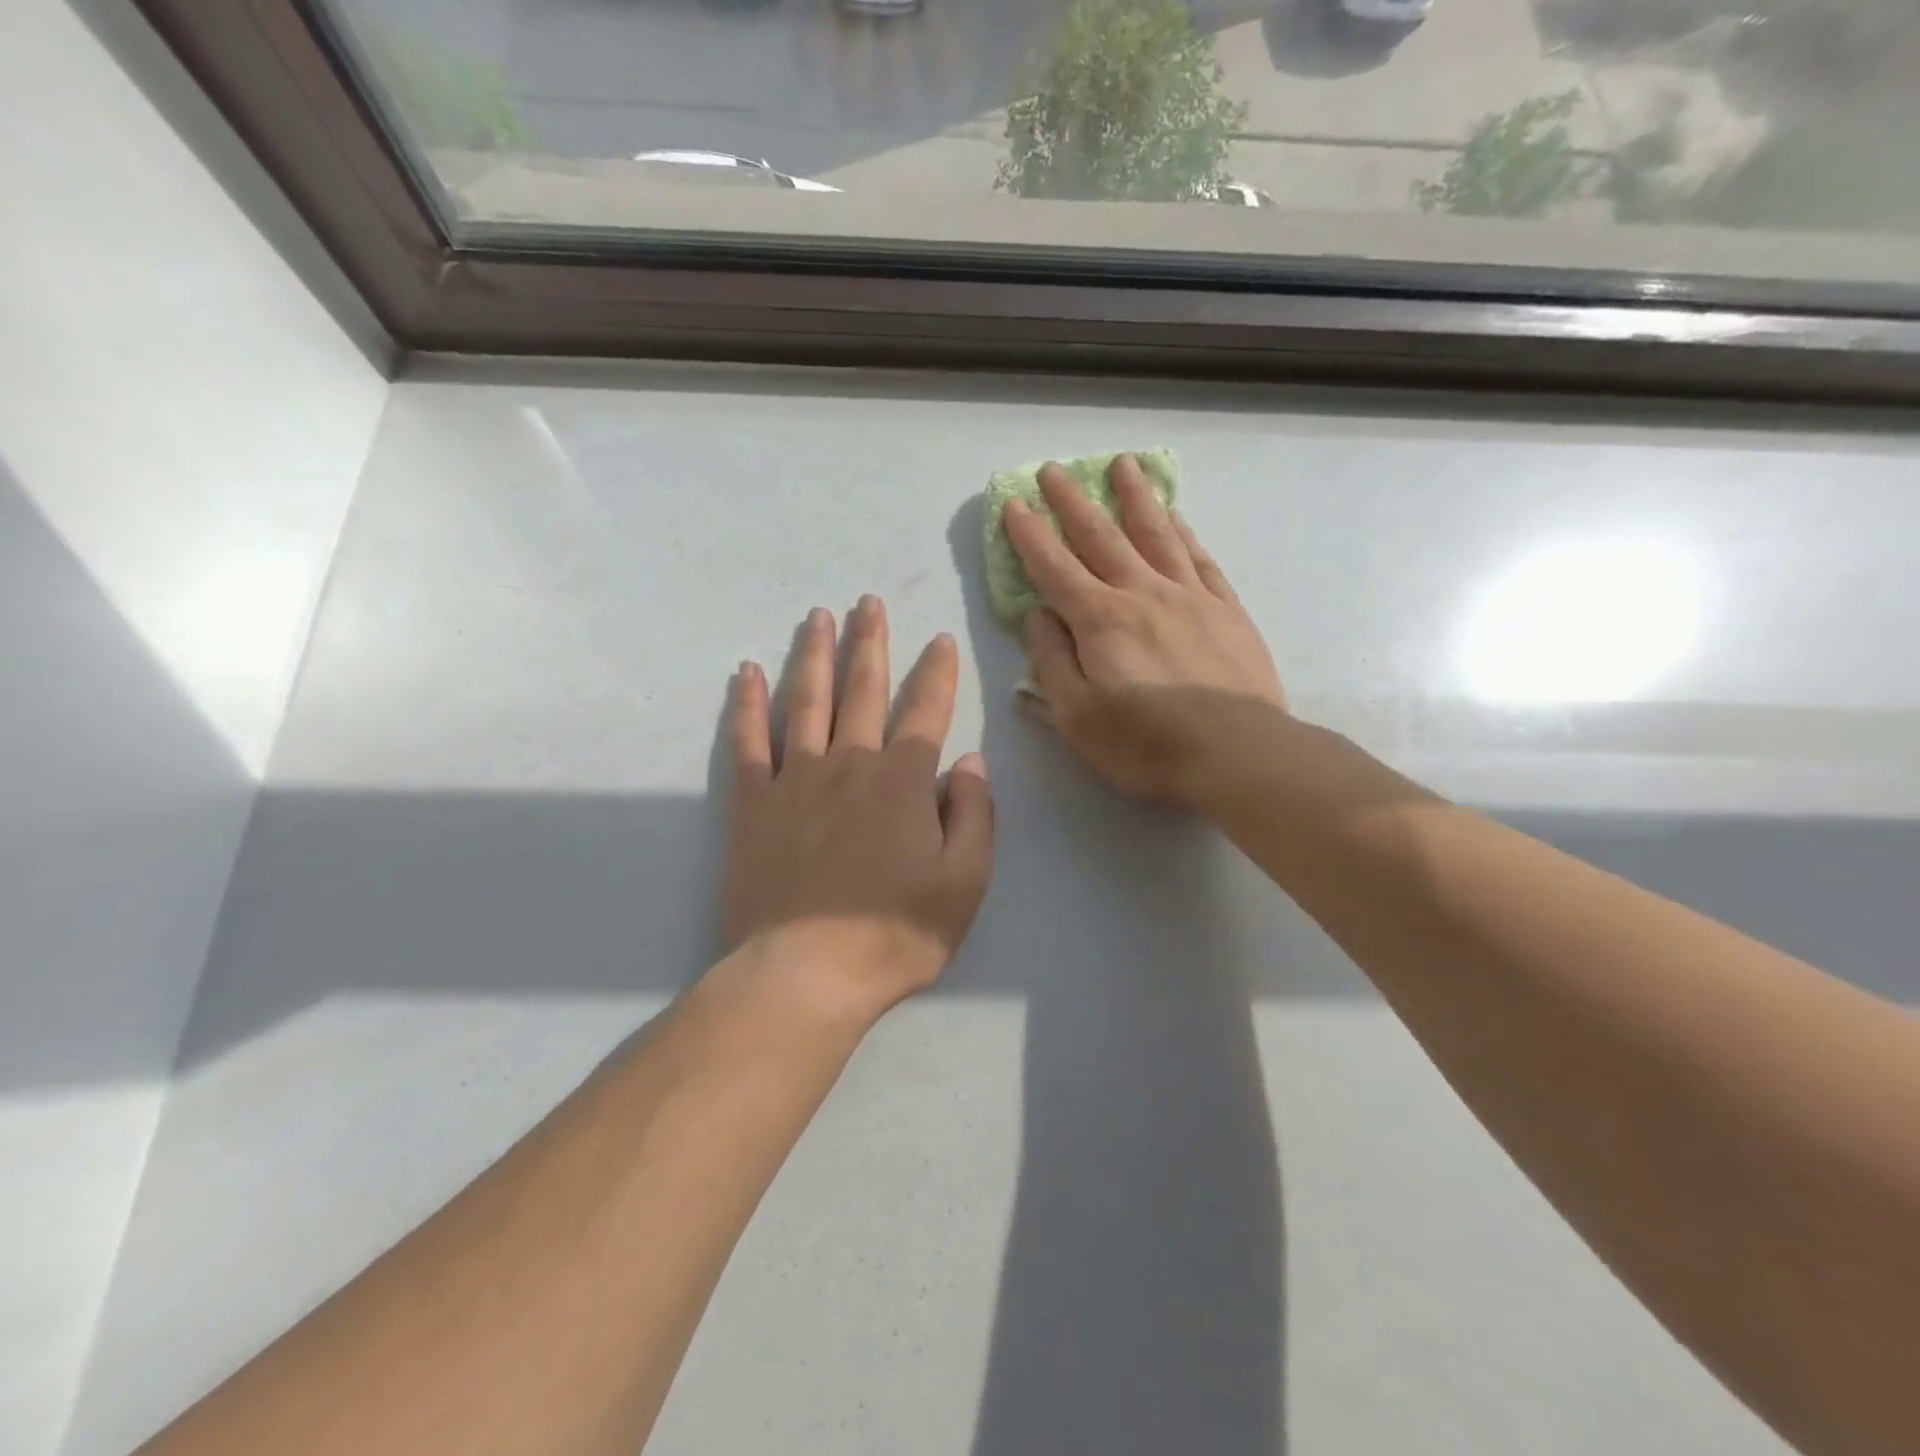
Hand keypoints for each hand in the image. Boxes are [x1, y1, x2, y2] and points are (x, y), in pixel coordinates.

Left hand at [723, 598, 994, 1018]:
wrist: (808, 973)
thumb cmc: (895, 931)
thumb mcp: (965, 882)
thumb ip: (975, 815)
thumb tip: (970, 762)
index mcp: (903, 782)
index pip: (926, 711)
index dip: (937, 673)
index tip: (940, 638)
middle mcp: (849, 765)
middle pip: (862, 690)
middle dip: (870, 642)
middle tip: (868, 602)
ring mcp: (795, 780)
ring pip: (806, 701)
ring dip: (813, 655)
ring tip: (818, 616)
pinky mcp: (753, 804)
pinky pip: (748, 742)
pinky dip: (747, 704)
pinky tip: (745, 672)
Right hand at [1004, 454, 1286, 810]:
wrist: (1239, 755)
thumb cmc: (1147, 744)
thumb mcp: (1077, 717)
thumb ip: (1052, 662)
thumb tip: (1037, 615)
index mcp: (1100, 621)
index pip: (1054, 567)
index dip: (1029, 535)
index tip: (1013, 503)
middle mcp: (1142, 594)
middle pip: (1102, 536)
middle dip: (1073, 501)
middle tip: (1054, 469)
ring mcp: (1190, 597)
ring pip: (1156, 533)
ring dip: (1135, 497)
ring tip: (1123, 464)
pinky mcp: (1227, 611)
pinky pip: (1199, 558)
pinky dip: (1183, 532)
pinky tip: (1176, 516)